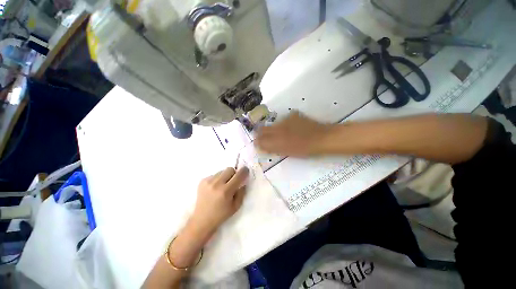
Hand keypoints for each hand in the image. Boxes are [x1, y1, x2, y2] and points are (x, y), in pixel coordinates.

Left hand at [189, 167, 248, 237]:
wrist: (201, 220)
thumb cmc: (221, 215)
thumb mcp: (236, 206)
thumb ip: (242, 192)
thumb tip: (243, 181)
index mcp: (226, 191)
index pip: (238, 175)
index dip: (244, 171)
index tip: (246, 171)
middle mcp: (217, 184)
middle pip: (230, 169)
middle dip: (234, 174)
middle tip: (233, 182)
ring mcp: (208, 181)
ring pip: (222, 171)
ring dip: (225, 176)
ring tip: (222, 186)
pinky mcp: (202, 181)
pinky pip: (214, 175)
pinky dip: (217, 179)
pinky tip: (214, 188)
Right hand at [255, 111, 333, 156]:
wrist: (322, 138)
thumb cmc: (305, 150)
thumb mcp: (287, 152)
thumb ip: (273, 148)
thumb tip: (263, 146)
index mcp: (276, 140)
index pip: (260, 140)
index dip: (257, 142)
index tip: (258, 143)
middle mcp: (277, 128)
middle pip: (262, 129)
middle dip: (260, 133)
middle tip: (264, 138)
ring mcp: (285, 120)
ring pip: (273, 124)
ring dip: (273, 129)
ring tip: (282, 133)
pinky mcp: (292, 115)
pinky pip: (285, 119)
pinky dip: (285, 124)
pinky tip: (292, 127)